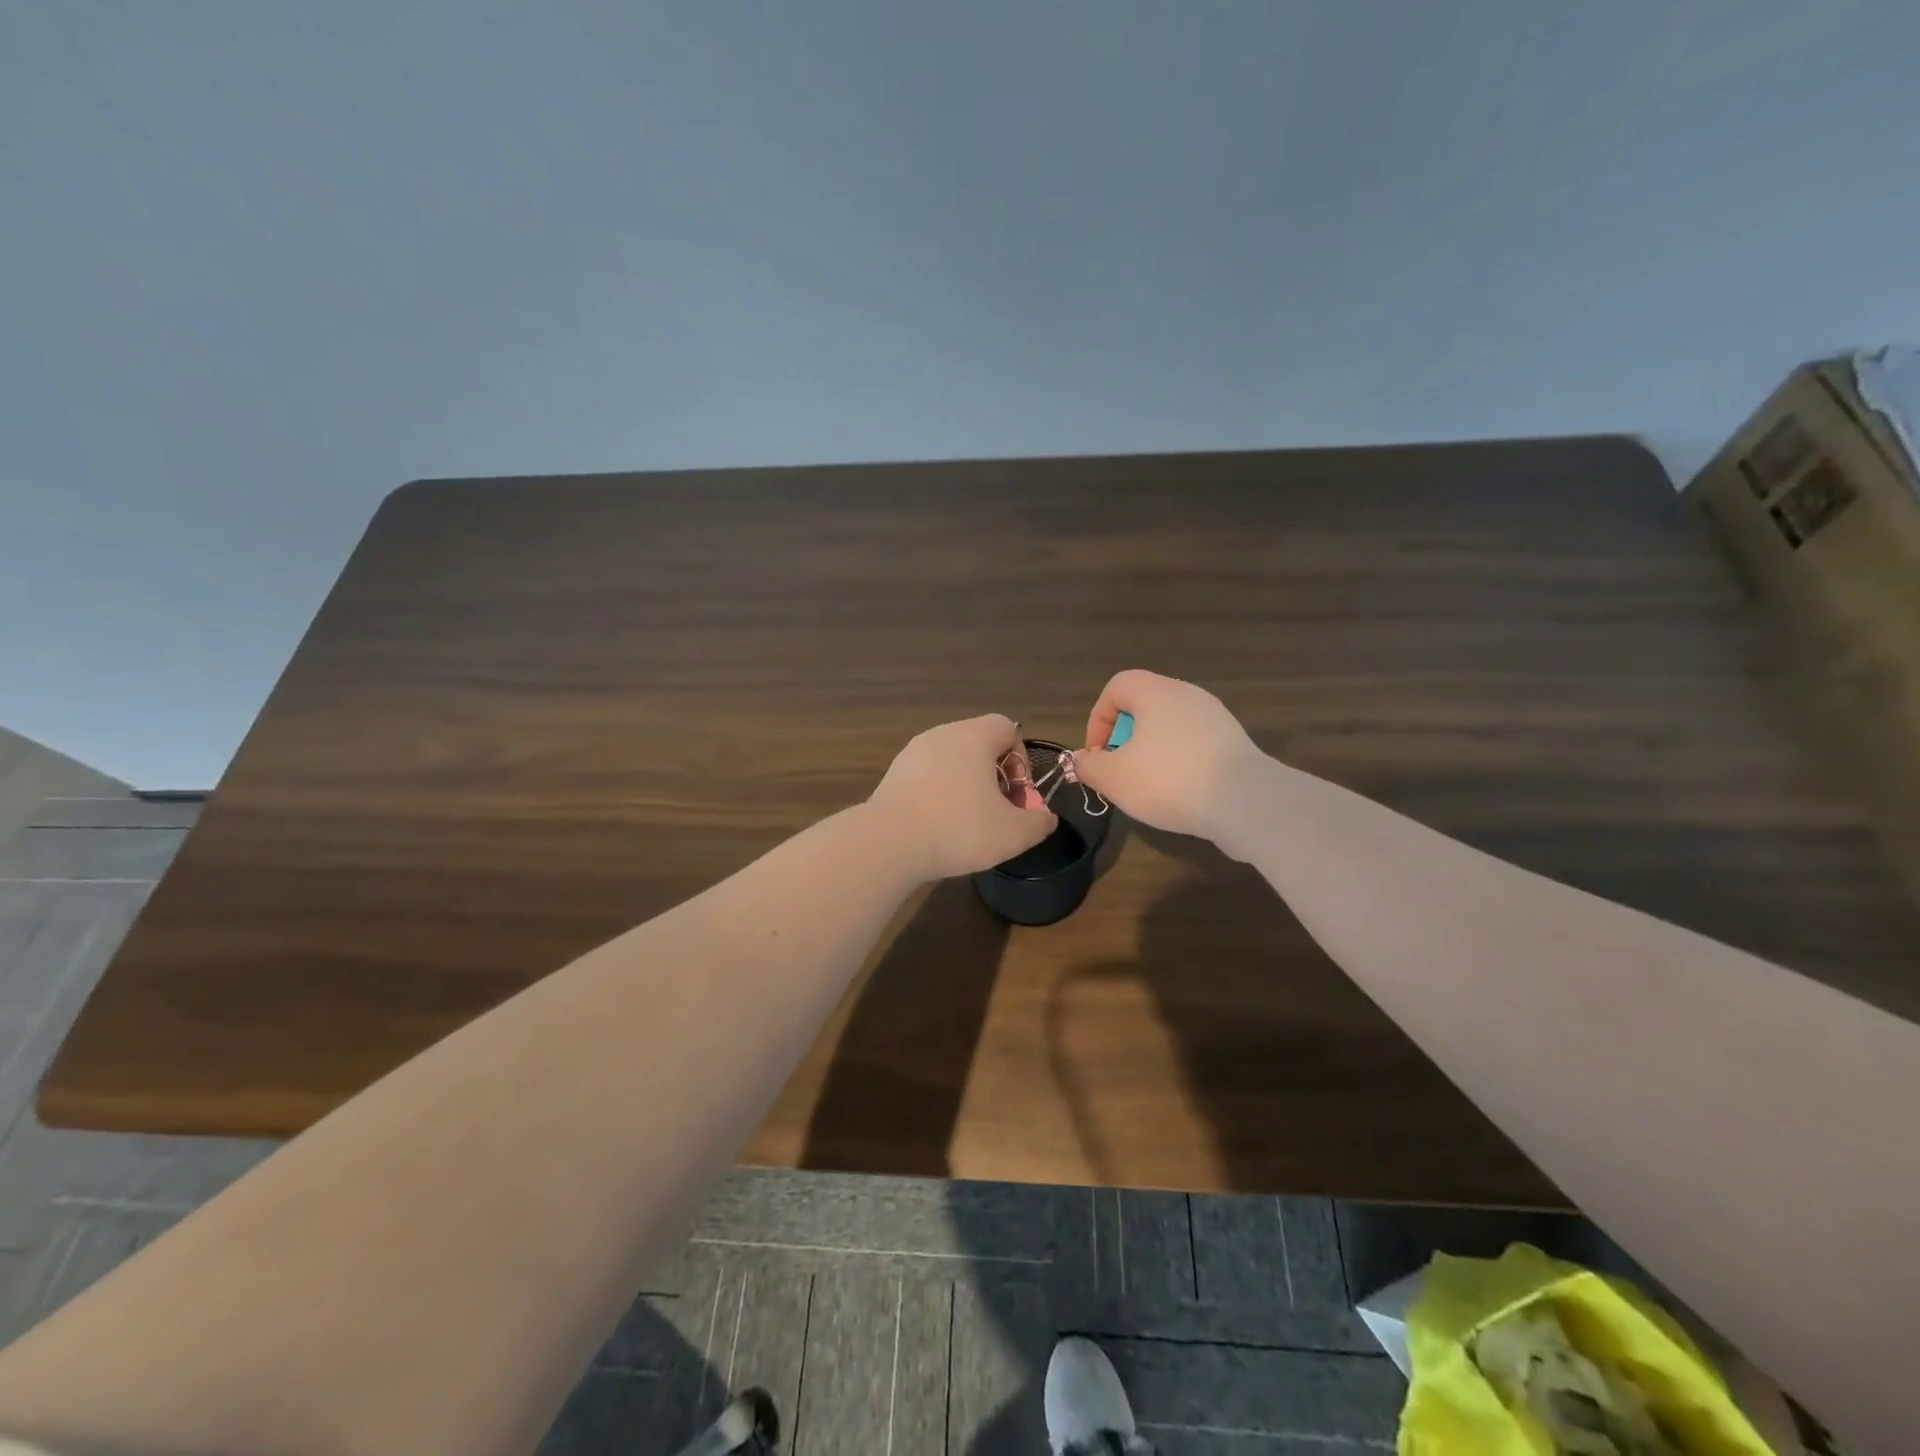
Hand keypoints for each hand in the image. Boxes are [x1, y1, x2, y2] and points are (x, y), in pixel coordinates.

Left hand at [868, 714, 1056, 879]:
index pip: (1007, 727)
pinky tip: (938, 827)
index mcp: (973, 736)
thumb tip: (1045, 818)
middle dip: (995, 777)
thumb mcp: (1013, 833)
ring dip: (967, 787)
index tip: (1017, 795)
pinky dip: (939, 796)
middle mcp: (941, 734)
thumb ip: (1038, 822)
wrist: (889, 843)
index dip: (1021, 760)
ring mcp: (912, 753)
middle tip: (997, 812)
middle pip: (979, 745)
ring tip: (968, 824)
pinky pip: (927, 778)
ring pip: (952, 762)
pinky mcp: (893, 775)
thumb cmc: (959, 828)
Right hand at [1071, 670, 1265, 853]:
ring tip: (1148, 787)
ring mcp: (1215, 718)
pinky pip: (1194, 746)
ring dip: (1151, 754)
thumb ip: (1089, 766)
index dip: (1098, 719)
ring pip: (1169, 729)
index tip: (1097, 754)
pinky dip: (1179, 764)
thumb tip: (1081, 760)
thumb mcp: (1114, 778)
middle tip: (1120, 772)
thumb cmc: (1169, 780)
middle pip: (1143, 707)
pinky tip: (1180, 794)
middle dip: (1124, 740)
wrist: (1245, 802)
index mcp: (1156, 692)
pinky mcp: (1234, 743)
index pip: (1116, 687)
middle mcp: (1187, 695)